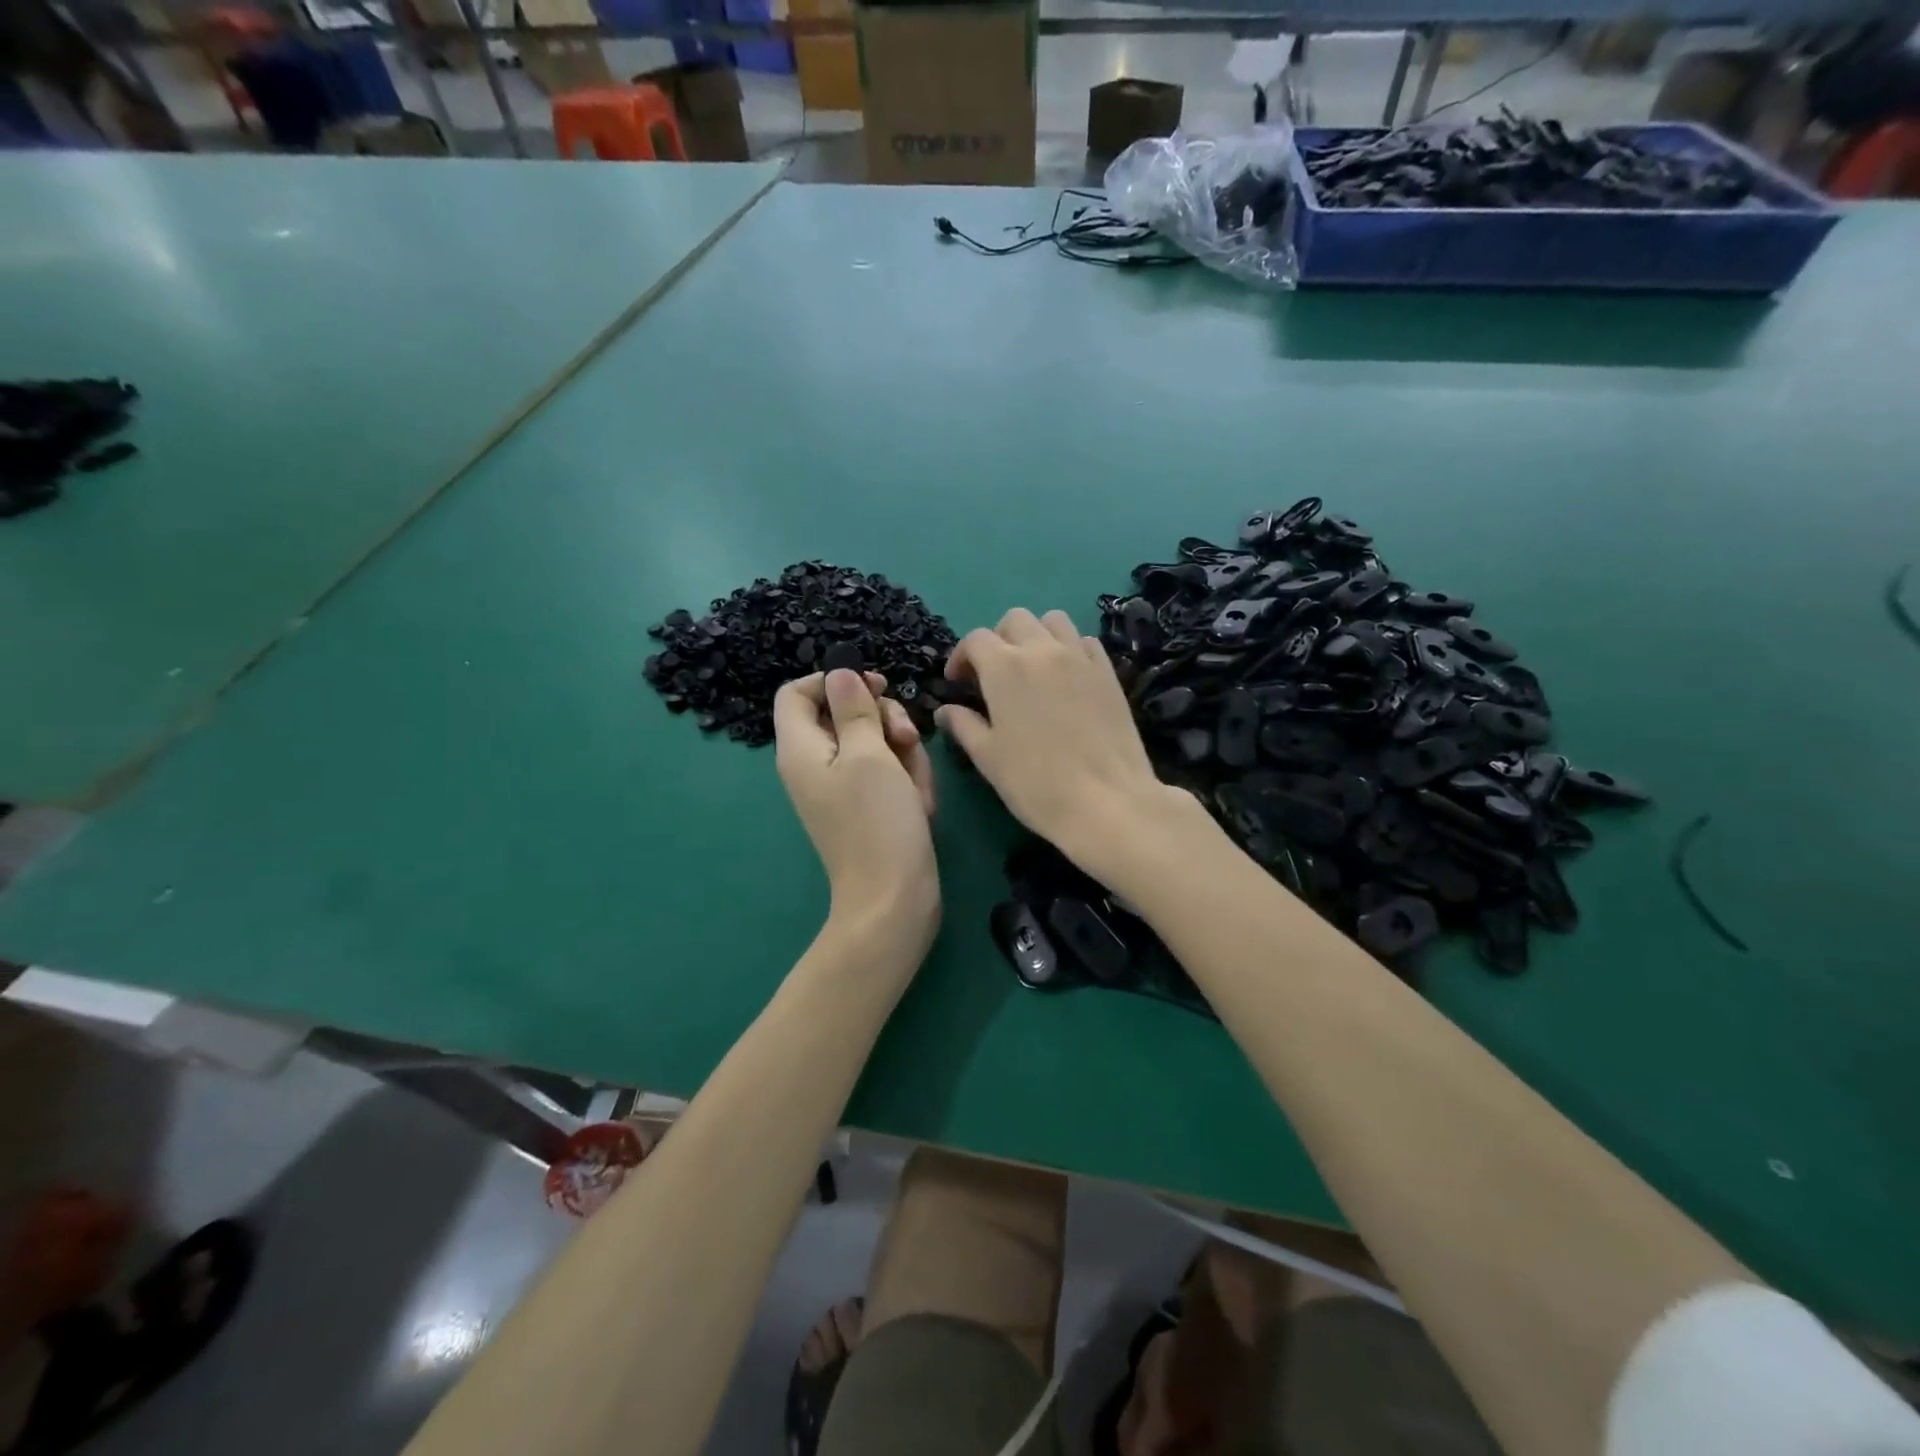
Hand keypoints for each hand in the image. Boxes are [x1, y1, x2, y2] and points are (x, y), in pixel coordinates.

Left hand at [774, 669, 938, 941]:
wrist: (894, 900)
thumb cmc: (878, 822)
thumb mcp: (870, 754)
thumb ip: (854, 708)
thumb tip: (840, 673)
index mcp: (801, 749)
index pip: (796, 692)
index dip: (833, 681)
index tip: (873, 688)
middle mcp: (815, 765)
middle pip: (844, 714)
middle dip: (882, 719)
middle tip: (905, 736)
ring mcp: (843, 788)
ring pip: (875, 742)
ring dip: (904, 753)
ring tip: (916, 784)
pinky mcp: (868, 807)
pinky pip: (887, 773)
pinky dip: (907, 780)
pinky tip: (920, 803)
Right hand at [936, 609, 1200, 884]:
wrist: (1106, 801)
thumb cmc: (1035, 783)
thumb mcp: (988, 757)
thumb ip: (963, 725)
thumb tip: (945, 710)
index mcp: (1005, 668)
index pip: (975, 639)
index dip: (961, 657)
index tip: (958, 683)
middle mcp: (1042, 650)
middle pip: (1015, 620)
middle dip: (997, 639)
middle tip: (993, 674)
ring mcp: (1080, 658)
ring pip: (1053, 621)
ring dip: (1035, 635)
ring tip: (1031, 668)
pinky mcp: (1108, 672)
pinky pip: (1084, 642)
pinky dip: (1069, 648)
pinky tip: (1065, 677)